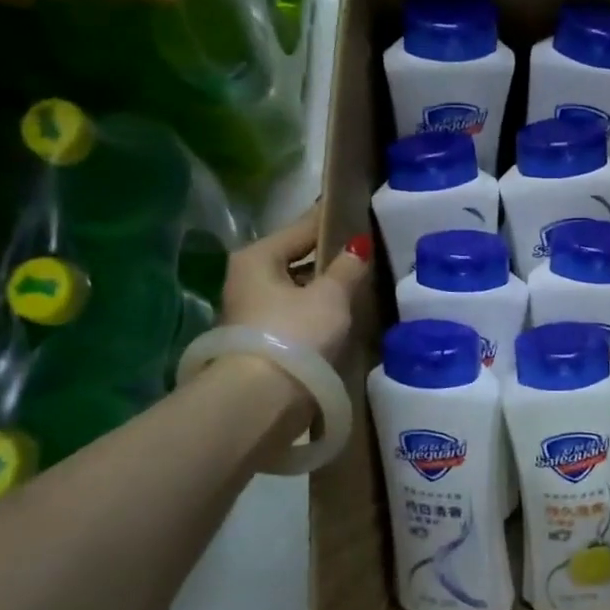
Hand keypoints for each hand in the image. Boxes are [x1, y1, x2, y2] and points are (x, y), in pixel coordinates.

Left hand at [219, 204, 370, 363]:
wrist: (262, 401)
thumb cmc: (295, 334)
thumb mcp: (330, 296)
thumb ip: (347, 268)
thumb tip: (358, 245)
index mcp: (257, 257)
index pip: (300, 228)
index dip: (329, 219)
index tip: (353, 208)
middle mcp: (246, 280)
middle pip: (294, 260)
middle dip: (326, 258)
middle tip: (363, 251)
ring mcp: (251, 314)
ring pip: (295, 291)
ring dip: (321, 289)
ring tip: (358, 284)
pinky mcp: (261, 344)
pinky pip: (295, 317)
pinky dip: (315, 314)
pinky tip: (341, 316)